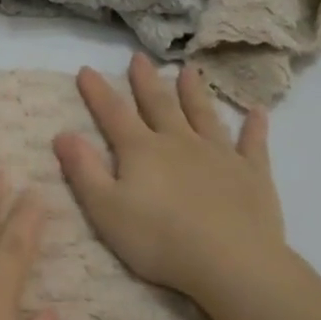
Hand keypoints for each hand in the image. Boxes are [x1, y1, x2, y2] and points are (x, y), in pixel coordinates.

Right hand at [52, 54, 295, 307]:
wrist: (231, 262)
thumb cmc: (159, 240)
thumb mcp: (105, 209)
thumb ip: (83, 170)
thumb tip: (62, 134)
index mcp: (141, 151)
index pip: (113, 114)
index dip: (97, 92)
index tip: (86, 69)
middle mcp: (179, 142)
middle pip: (159, 105)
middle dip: (146, 81)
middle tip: (139, 57)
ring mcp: (219, 155)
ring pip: (203, 115)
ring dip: (194, 93)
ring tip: (188, 71)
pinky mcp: (252, 174)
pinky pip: (253, 144)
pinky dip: (254, 127)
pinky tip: (257, 112)